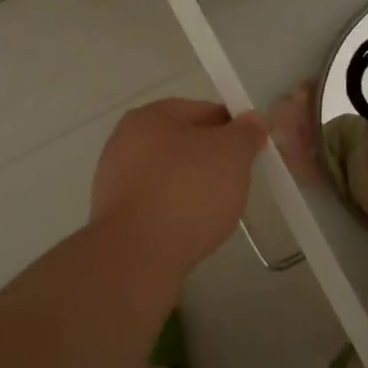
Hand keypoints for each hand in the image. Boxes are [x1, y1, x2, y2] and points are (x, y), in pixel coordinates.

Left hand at [91, 98, 266, 272]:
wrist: (137, 256)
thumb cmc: (187, 192)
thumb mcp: (231, 154)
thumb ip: (246, 133)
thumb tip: (252, 119)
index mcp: (150, 116)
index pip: (202, 110)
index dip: (232, 127)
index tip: (252, 150)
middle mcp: (125, 142)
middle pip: (184, 144)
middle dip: (213, 160)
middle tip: (238, 181)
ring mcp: (116, 181)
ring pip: (171, 176)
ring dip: (195, 188)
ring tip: (218, 210)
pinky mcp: (116, 217)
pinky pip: (158, 205)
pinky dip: (177, 212)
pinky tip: (193, 229)